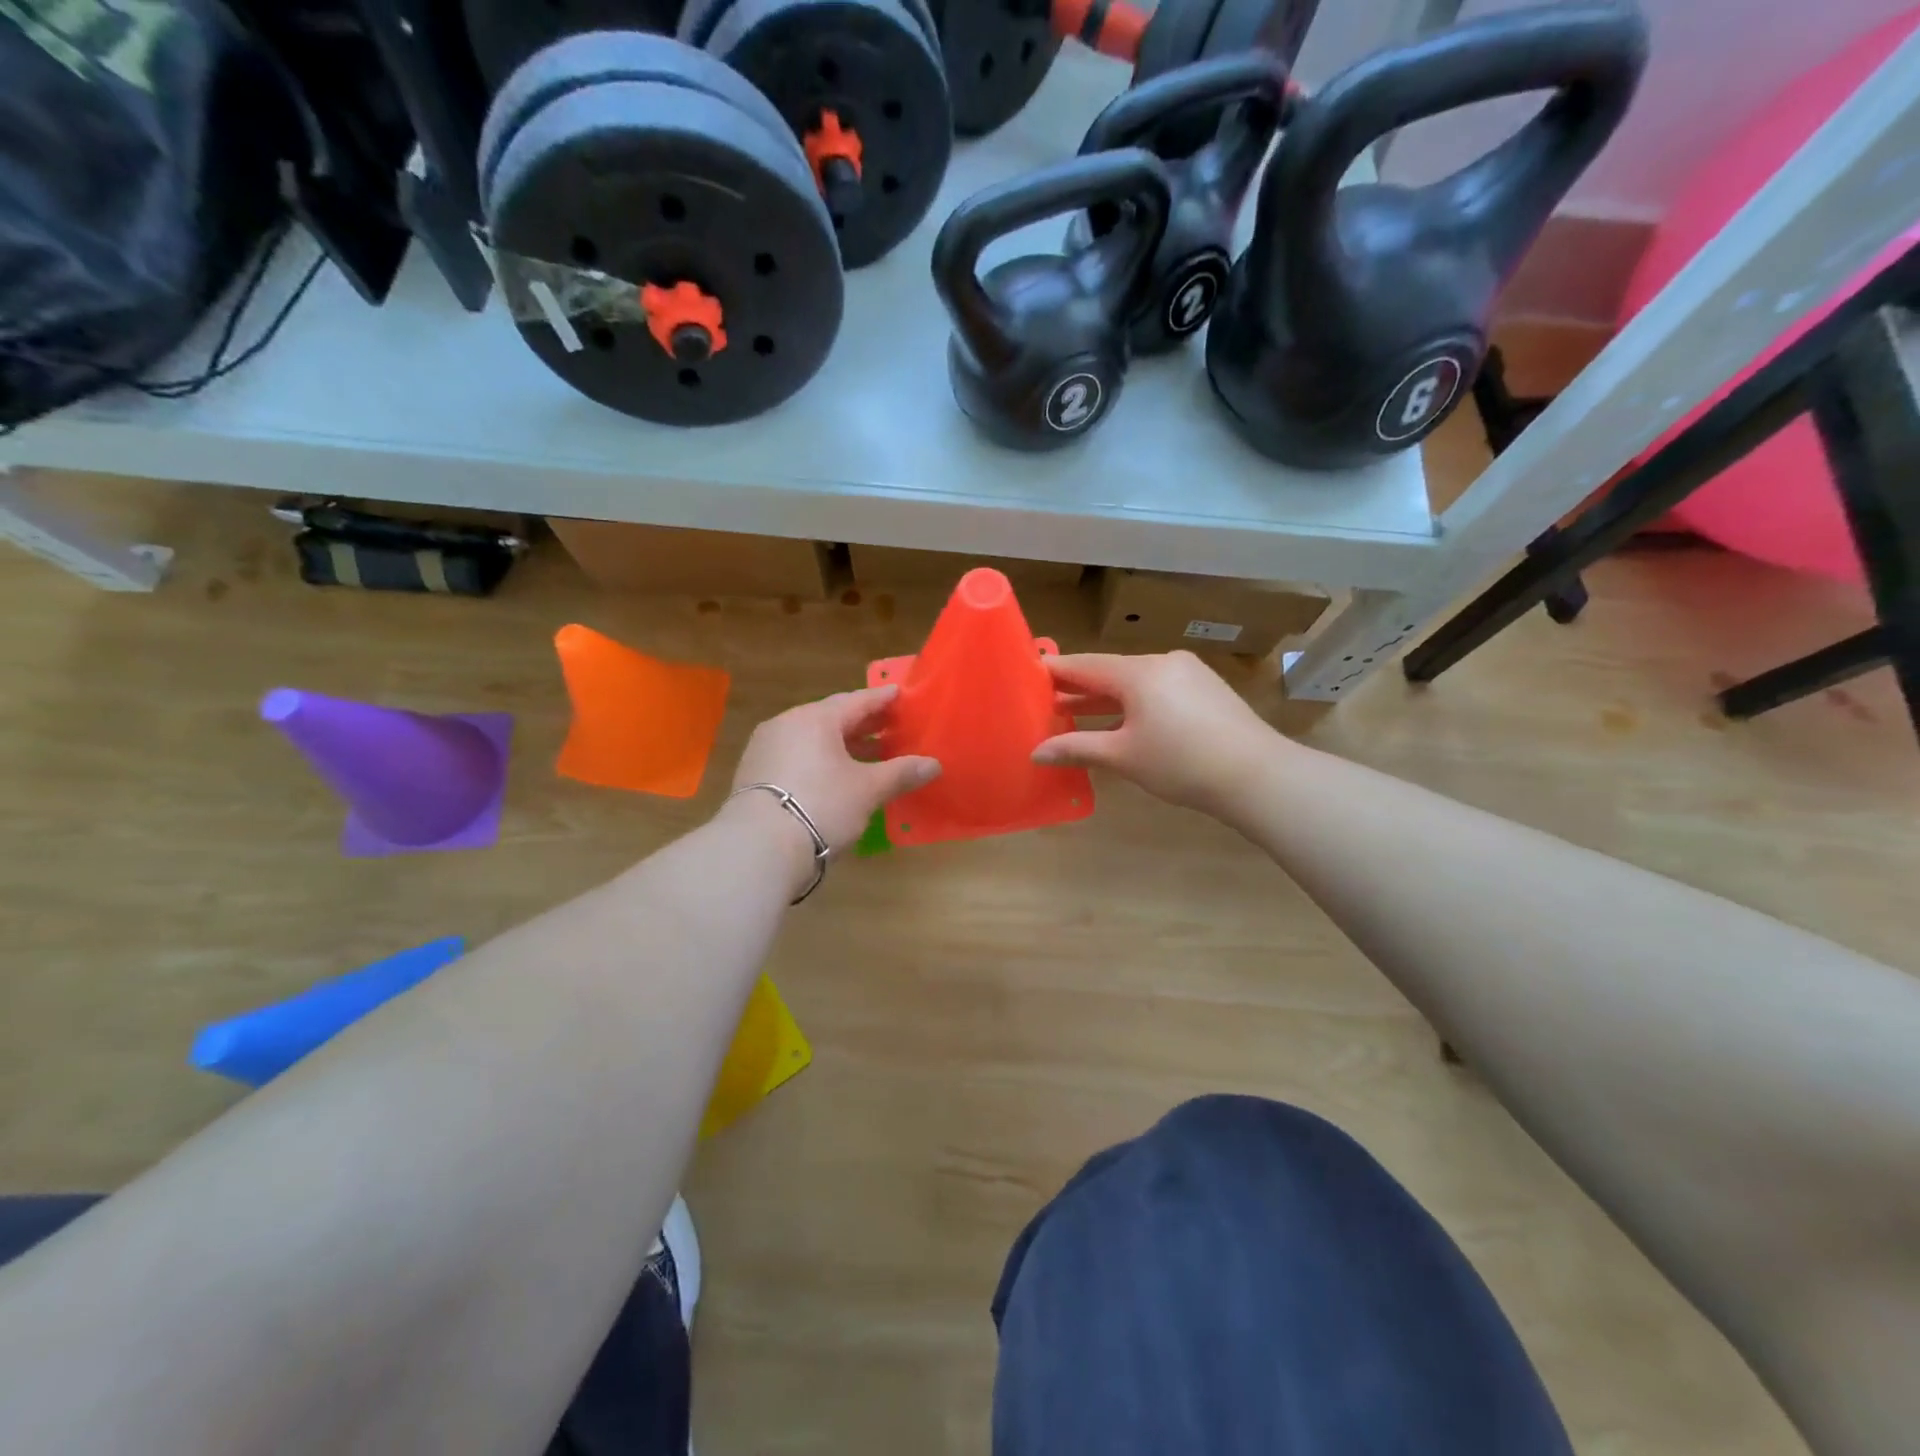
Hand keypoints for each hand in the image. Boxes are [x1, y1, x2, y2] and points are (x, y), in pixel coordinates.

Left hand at [725, 685, 939, 864]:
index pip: (857, 701)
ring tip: (869, 756)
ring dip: (842, 745)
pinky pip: (796, 757)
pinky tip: (836, 778)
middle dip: (863, 724)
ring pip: (812, 739)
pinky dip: (820, 761)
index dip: (882, 699)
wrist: (758, 848)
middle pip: (832, 718)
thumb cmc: (821, 806)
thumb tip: (934, 764)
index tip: (900, 694)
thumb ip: (900, 773)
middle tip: (891, 727)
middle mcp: (787, 724)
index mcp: (815, 718)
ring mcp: (765, 748)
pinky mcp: (754, 774)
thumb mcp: (867, 790)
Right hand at [1032, 651, 1278, 817]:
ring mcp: (1190, 674)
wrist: (1257, 775)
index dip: (1056, 671)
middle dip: (1080, 690)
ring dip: (1107, 700)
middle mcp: (1163, 662)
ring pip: (1137, 682)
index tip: (1030, 674)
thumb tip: (1036, 753)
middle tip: (1047, 702)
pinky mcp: (1207, 690)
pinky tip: (1124, 724)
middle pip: (1111, 672)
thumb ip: (1077, 749)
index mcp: (1139, 672)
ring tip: (1077, 716)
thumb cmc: (1180, 763)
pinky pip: (1159, 690)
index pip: (1085, 665)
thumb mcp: (1123, 756)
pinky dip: (1136, 704)